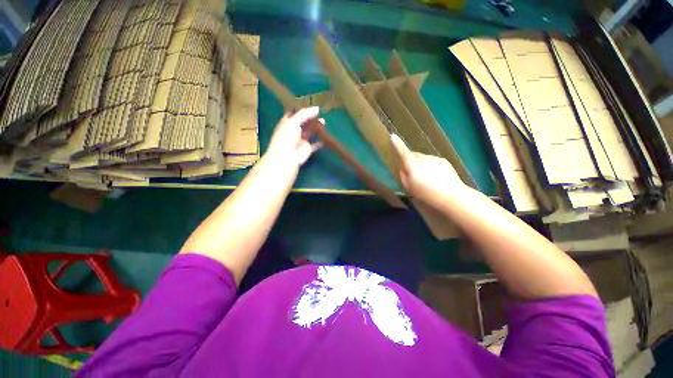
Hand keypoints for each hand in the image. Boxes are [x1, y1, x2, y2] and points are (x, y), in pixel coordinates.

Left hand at [265, 107, 322, 167]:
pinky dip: (320, 141)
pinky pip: (315, 144)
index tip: (310, 105)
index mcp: (287, 123)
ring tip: (324, 121)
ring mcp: (301, 140)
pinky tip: (326, 136)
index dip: (301, 110)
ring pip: (309, 132)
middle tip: (320, 113)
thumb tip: (317, 108)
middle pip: (303, 123)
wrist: (287, 157)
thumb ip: (305, 114)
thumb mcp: (293, 122)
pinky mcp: (307, 149)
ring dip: (316, 128)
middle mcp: (293, 131)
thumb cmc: (287, 137)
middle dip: (310, 118)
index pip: (294, 114)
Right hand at [390, 133, 466, 203]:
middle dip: (411, 162)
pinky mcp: (443, 160)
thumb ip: (403, 176)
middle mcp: (423, 159)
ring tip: (426, 179)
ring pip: (423, 158)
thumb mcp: (410, 189)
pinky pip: (432, 161)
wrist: (452, 197)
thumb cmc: (427, 195)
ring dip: (421, 165)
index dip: (397, 145)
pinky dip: (430, 167)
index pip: (403, 153)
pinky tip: (435, 178)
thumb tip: (402, 168)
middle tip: (412, 175)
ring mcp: (434, 158)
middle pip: (413, 156)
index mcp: (413, 167)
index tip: (392, 136)